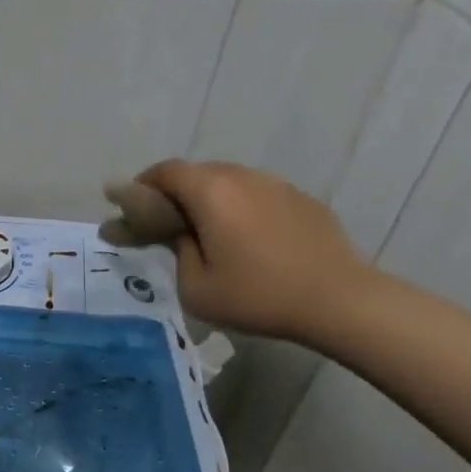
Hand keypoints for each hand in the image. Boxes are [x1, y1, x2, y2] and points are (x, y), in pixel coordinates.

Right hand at [137, 159, 371, 344]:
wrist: (339, 301)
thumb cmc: (258, 295)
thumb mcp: (196, 288)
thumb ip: (177, 252)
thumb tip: (181, 236)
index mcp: (211, 192)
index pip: (165, 171)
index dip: (142, 185)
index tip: (131, 207)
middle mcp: (242, 177)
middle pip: (197, 173)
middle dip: (174, 193)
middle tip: (166, 223)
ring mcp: (276, 185)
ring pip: (230, 182)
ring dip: (210, 199)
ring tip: (207, 232)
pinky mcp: (302, 200)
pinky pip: (258, 195)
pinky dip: (241, 209)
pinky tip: (248, 240)